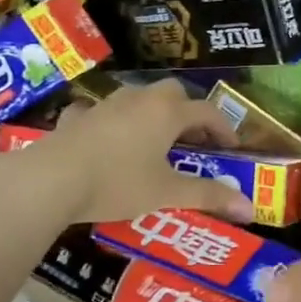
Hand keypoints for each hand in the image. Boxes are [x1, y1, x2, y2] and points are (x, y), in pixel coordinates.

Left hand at [0, 80, 258, 228]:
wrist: (51, 179)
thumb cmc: (117, 183)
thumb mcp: (166, 193)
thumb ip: (208, 196)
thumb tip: (249, 208)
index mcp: (166, 113)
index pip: (206, 112)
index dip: (223, 128)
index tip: (232, 148)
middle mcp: (138, 99)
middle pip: (173, 93)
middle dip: (188, 112)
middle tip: (194, 140)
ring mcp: (104, 105)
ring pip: (137, 98)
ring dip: (151, 113)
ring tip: (153, 141)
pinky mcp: (76, 117)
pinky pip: (99, 112)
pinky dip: (109, 122)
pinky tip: (104, 139)